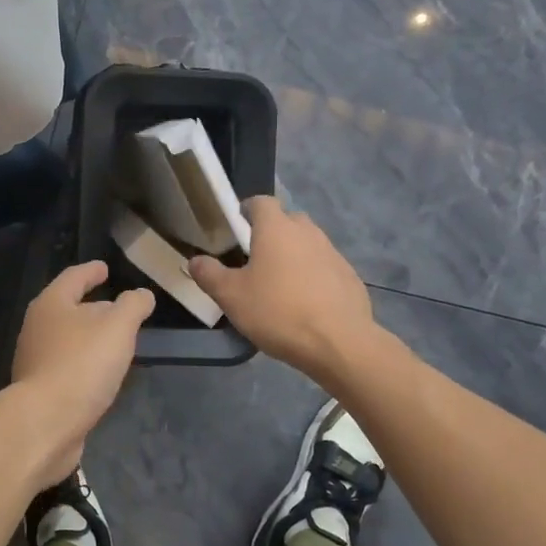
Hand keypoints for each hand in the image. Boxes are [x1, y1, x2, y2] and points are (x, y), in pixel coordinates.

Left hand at [11, 262, 154, 481]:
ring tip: (116, 342)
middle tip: (119, 309)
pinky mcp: (40, 390)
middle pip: (68, 308)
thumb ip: (133, 306)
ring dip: (90, 338)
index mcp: (51, 304)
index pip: (74, 277)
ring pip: (68, 339)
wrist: (46, 423)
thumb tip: (141, 295)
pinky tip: (101, 375)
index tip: (105, 268)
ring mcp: (35, 360)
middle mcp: (37, 328)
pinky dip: (85, 364)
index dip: (91, 271)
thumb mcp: (118, 327)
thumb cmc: (82, 364)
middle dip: (94, 307)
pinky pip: (67, 367)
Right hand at [189, 197, 374, 384]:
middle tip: (255, 258)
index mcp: (276, 229)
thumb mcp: (231, 296)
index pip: (261, 202)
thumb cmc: (278, 312)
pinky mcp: (349, 277)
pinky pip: (325, 267)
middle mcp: (307, 232)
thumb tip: (195, 260)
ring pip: (308, 244)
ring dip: (294, 255)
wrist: (339, 343)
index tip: (236, 227)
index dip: (247, 210)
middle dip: (272, 232)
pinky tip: (306, 303)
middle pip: (287, 220)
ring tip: (280, 284)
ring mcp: (333, 253)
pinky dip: (314, 276)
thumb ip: (209, 274)